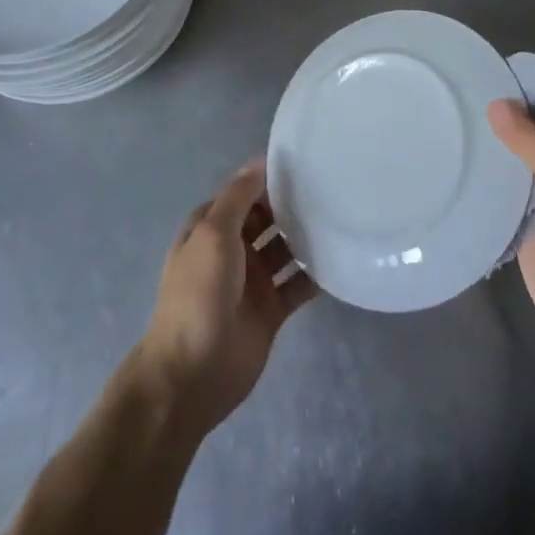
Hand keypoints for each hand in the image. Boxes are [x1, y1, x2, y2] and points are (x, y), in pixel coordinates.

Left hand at [135, 160, 315, 436]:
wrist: (192, 374)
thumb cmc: (198, 295)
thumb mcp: (213, 235)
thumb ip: (237, 198)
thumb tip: (259, 160)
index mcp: (211, 229)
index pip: (243, 193)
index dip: (268, 179)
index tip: (305, 162)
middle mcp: (232, 249)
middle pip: (267, 219)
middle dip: (292, 205)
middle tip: (333, 187)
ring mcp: (252, 280)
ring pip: (285, 249)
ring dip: (307, 237)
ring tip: (343, 217)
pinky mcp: (271, 309)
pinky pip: (298, 284)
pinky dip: (316, 274)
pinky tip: (342, 259)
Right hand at [488, 100, 534, 378]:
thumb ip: (534, 145)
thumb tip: (497, 103)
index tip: (500, 78)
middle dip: (515, 124)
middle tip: (469, 97)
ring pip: (525, 168)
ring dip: (501, 153)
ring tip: (458, 124)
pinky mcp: (533, 231)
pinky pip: (510, 199)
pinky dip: (491, 185)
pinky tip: (461, 165)